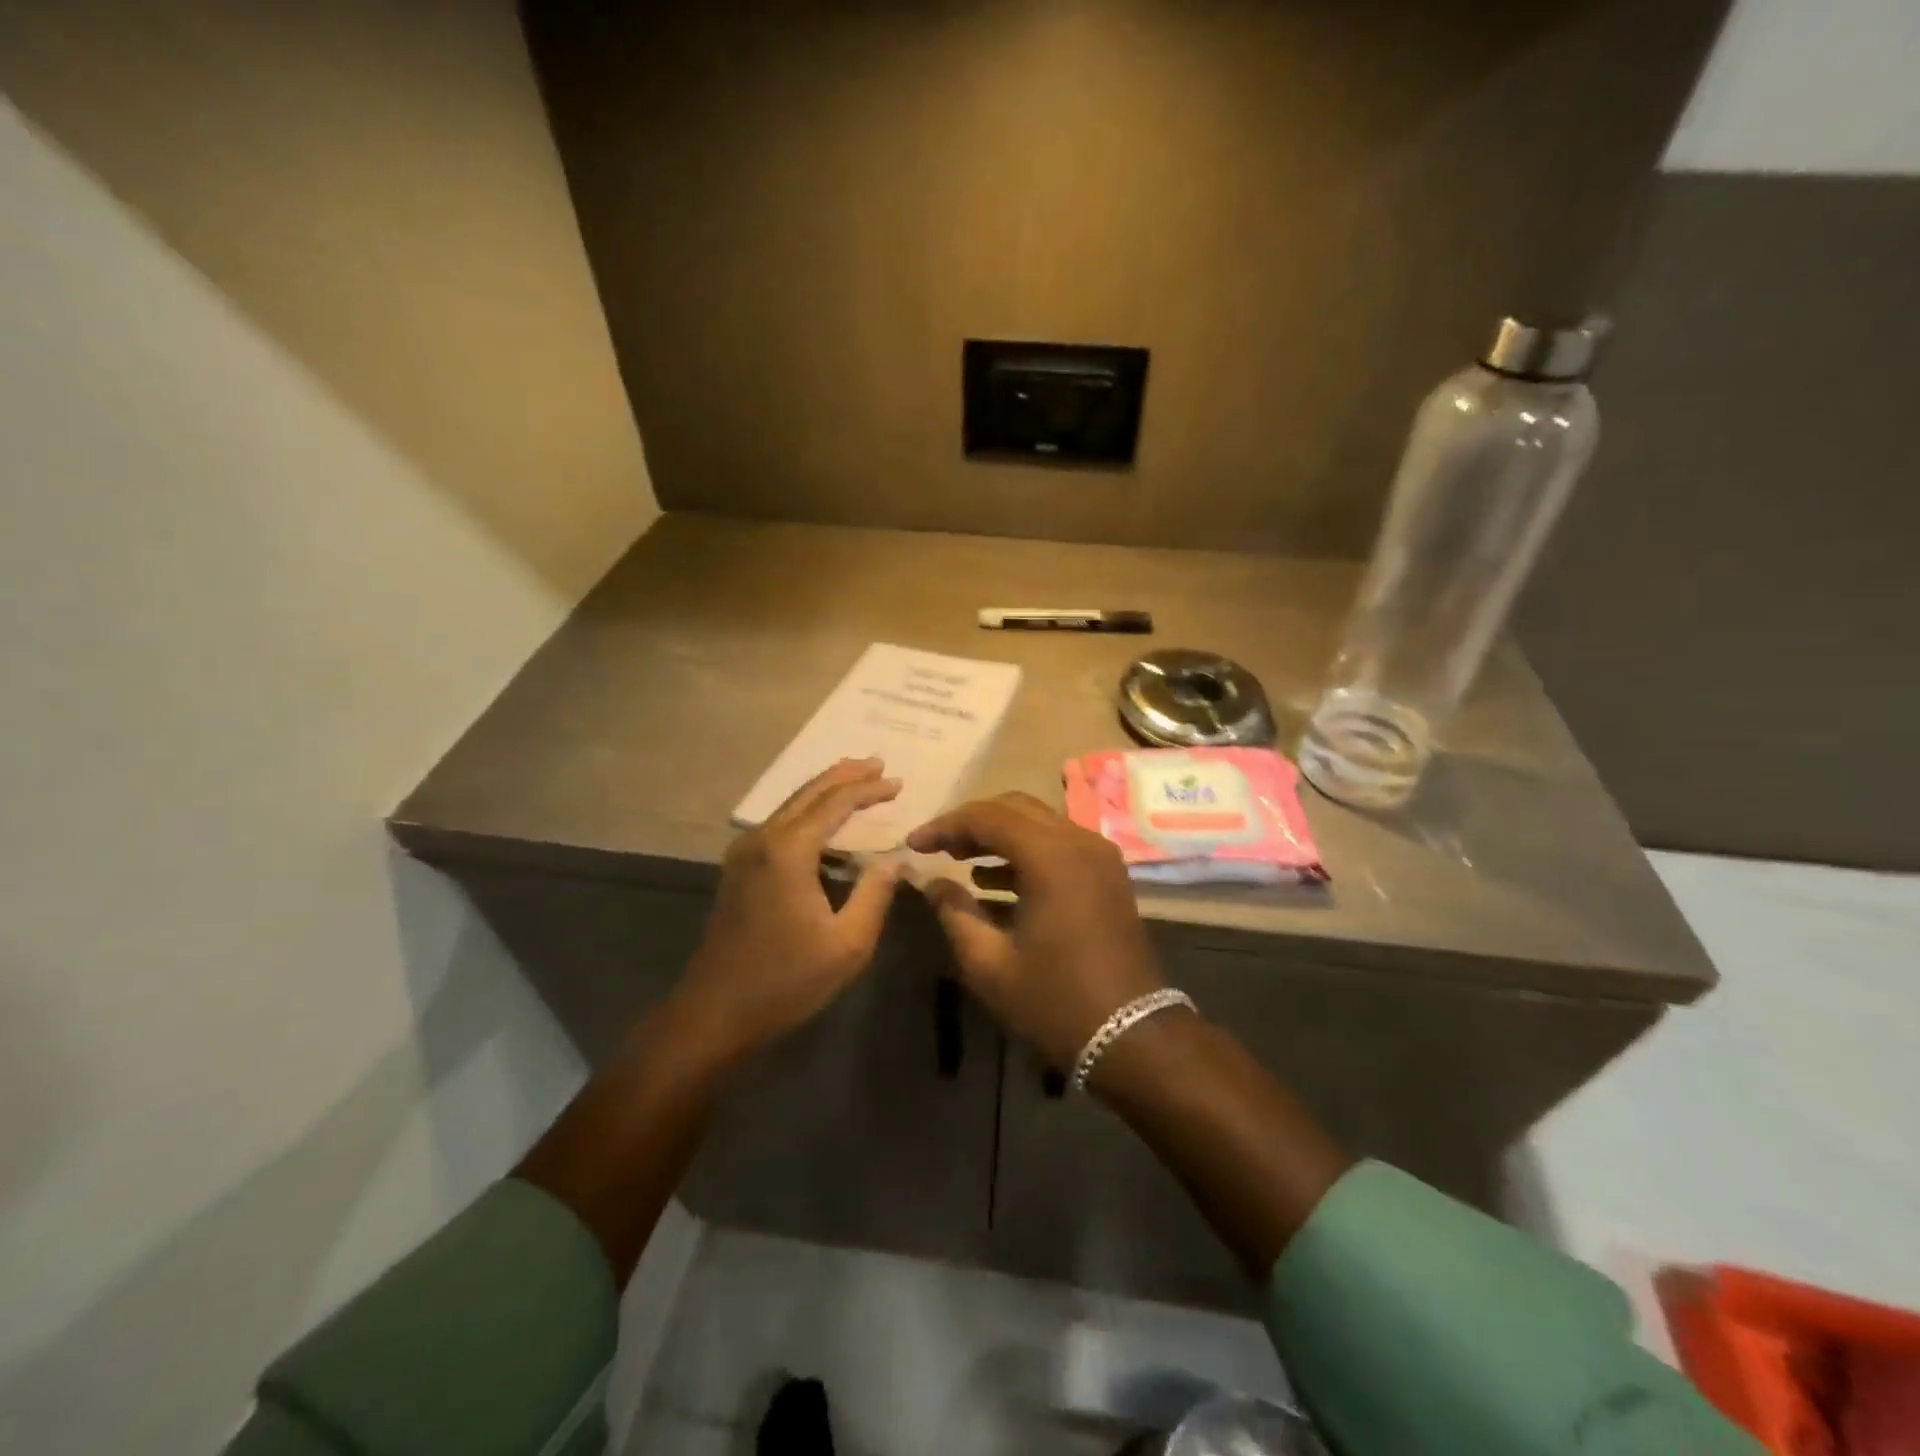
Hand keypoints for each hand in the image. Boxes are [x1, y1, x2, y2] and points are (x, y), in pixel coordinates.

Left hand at [672, 758, 902, 1065]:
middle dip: (845, 775)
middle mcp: (762, 840)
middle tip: (878, 763)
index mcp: (788, 851)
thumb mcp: (847, 944)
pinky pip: (779, 824)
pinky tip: (824, 821)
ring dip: (824, 790)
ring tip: (856, 779)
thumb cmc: (786, 981)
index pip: (835, 803)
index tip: (898, 783)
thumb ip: (875, 894)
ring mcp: (743, 853)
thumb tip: (895, 860)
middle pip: (808, 792)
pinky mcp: (738, 869)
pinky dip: (807, 811)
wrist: (715, 1012)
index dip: (868, 789)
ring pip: (790, 805)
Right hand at [907, 792, 1166, 1072]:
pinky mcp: (1108, 874)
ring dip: (999, 835)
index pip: (988, 817)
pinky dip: (1025, 852)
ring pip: (1039, 823)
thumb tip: (933, 882)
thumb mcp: (989, 964)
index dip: (946, 825)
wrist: (1132, 1036)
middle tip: (939, 847)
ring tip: (960, 860)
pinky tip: (995, 881)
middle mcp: (1079, 842)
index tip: (914, 844)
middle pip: (1015, 808)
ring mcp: (1099, 856)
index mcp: (1051, 857)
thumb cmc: (1054, 1001)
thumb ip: (955, 913)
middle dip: (972, 822)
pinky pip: (1059, 844)